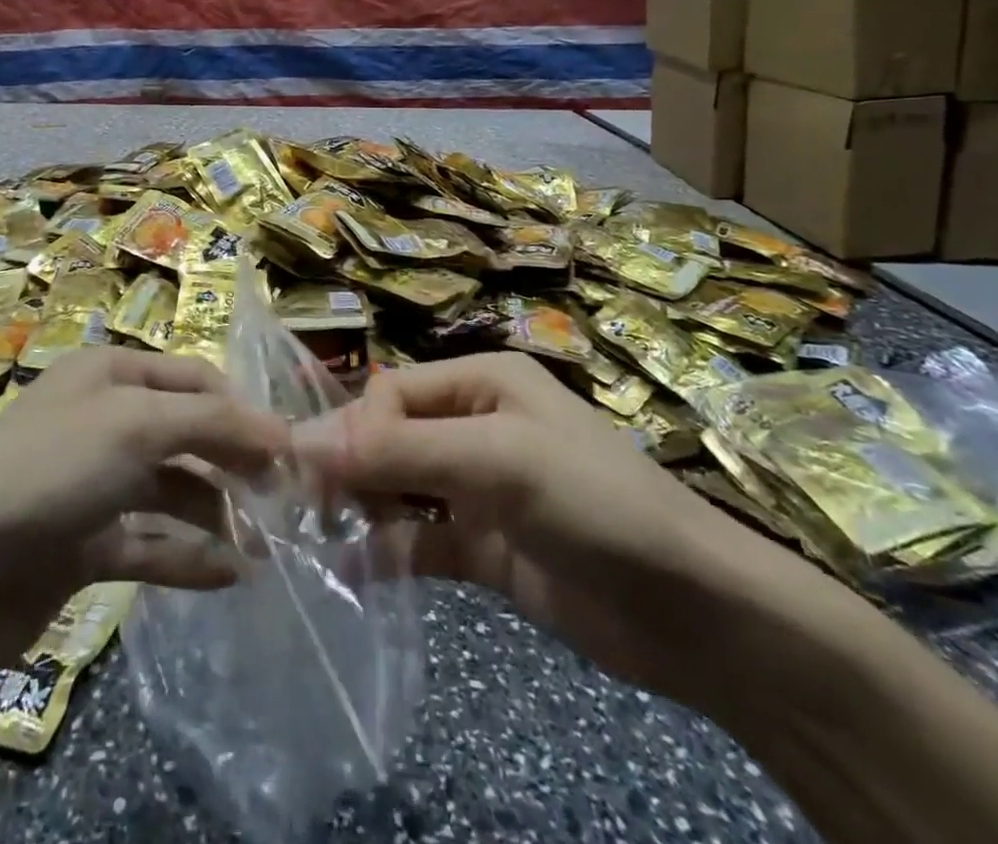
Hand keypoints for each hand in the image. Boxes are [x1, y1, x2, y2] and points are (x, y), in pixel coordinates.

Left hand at [0, 348, 288, 691]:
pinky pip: (148, 543)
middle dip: (234, 460)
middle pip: (187, 432)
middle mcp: (103, 420)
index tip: (290, 448)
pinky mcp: (82, 545)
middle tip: (284, 499)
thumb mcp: (136, 425)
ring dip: (216, 512)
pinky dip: (186, 556)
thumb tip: (281, 430)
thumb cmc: (48, 472)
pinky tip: (228, 576)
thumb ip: (214, 421)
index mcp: (110, 374)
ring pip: (171, 490)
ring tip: (264, 545)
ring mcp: (91, 484)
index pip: (194, 377)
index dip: (243, 408)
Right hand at [297, 351, 785, 704]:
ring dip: (361, 508)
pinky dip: (386, 553)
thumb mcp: (497, 460)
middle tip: (304, 506)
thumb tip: (303, 440)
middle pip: (391, 437)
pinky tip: (350, 571)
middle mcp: (475, 426)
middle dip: (349, 466)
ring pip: (400, 488)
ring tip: (316, 537)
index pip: (393, 392)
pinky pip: (421, 542)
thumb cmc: (594, 503)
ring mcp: (479, 490)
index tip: (315, 472)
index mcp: (483, 382)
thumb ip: (401, 451)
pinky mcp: (484, 549)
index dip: (353, 428)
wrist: (694, 615)